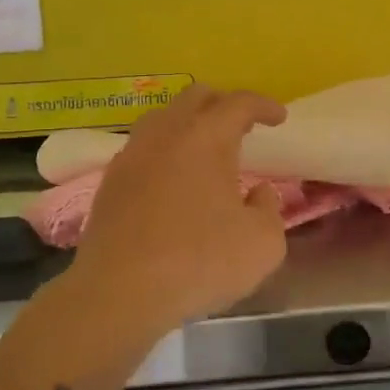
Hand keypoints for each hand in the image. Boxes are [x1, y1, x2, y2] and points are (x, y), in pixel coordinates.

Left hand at [66, 85, 288, 332]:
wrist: (119, 293)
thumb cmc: (199, 262)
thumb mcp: (263, 243)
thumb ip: (269, 209)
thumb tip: (257, 193)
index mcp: (206, 137)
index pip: (239, 103)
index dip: (263, 106)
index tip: (279, 118)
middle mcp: (165, 134)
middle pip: (194, 97)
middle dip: (223, 104)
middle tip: (242, 126)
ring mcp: (131, 156)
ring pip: (162, 119)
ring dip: (188, 124)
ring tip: (205, 150)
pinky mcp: (109, 183)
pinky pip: (143, 149)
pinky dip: (164, 152)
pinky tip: (172, 179)